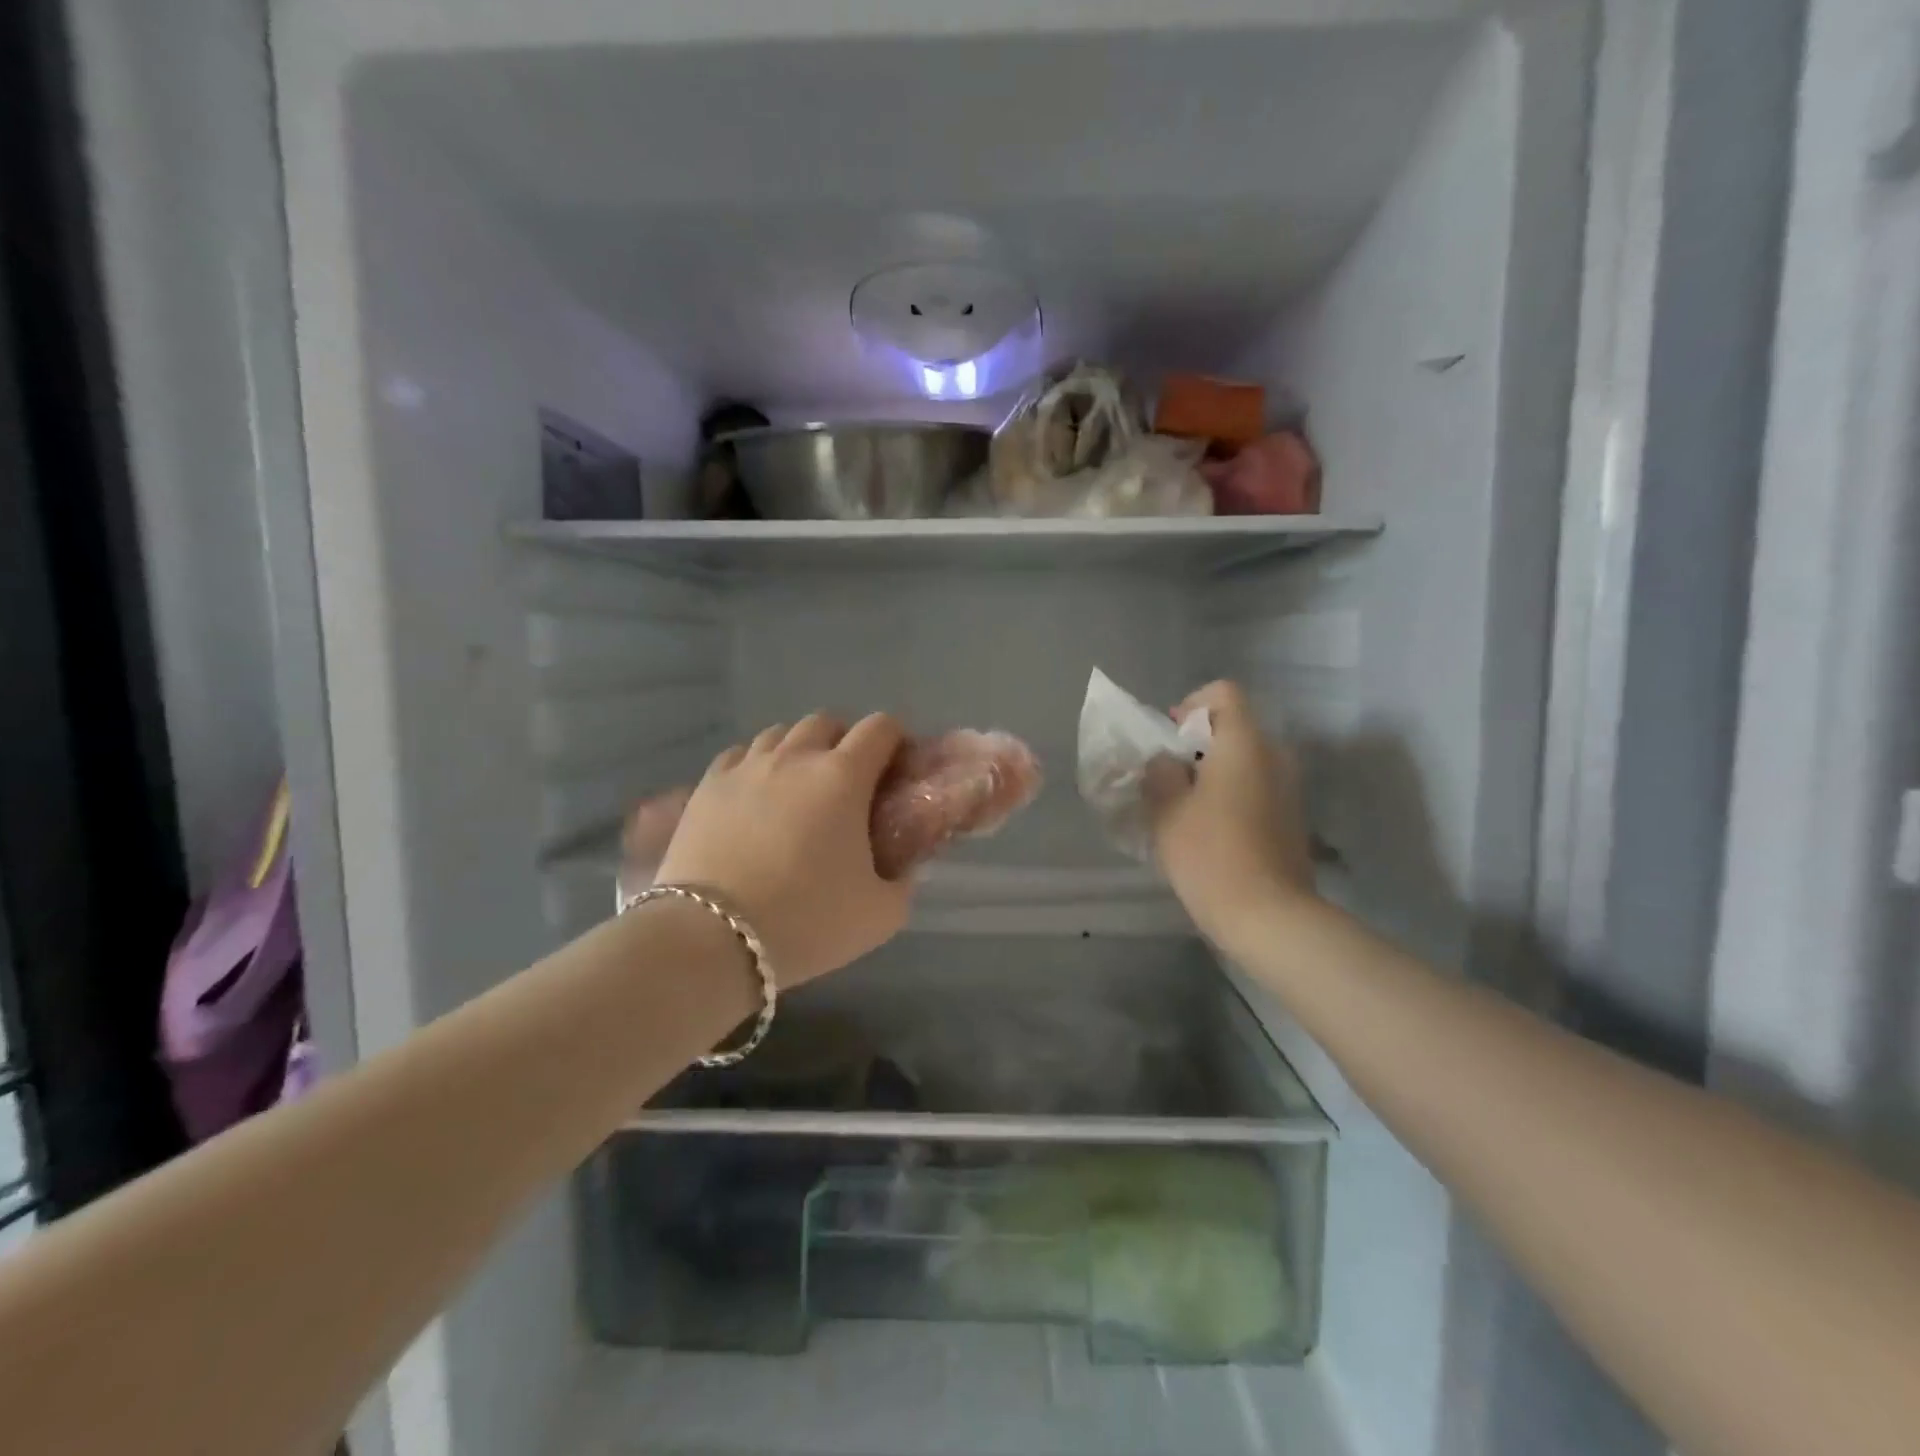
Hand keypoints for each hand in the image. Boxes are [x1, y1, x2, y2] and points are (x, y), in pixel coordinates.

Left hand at [656, 714, 913, 987]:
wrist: (712, 938)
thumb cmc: (807, 921)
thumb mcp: (880, 914)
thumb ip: (902, 883)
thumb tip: (902, 869)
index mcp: (844, 776)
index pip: (881, 728)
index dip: (896, 741)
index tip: (897, 771)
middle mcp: (796, 758)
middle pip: (827, 722)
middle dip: (845, 742)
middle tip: (849, 784)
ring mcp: (746, 767)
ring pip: (780, 734)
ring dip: (799, 750)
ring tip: (799, 788)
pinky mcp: (706, 785)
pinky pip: (739, 755)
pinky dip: (755, 765)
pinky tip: (755, 795)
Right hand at [1145, 681, 1316, 951]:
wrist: (1269, 916)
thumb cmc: (1211, 854)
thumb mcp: (1167, 810)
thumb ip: (1160, 774)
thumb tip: (1166, 761)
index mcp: (1245, 744)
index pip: (1223, 693)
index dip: (1191, 705)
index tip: (1170, 738)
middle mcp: (1275, 756)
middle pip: (1234, 727)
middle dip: (1198, 745)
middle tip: (1168, 777)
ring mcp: (1289, 788)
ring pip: (1245, 760)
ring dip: (1214, 772)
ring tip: (1184, 807)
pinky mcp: (1292, 818)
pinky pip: (1257, 787)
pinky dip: (1231, 794)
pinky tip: (1209, 830)